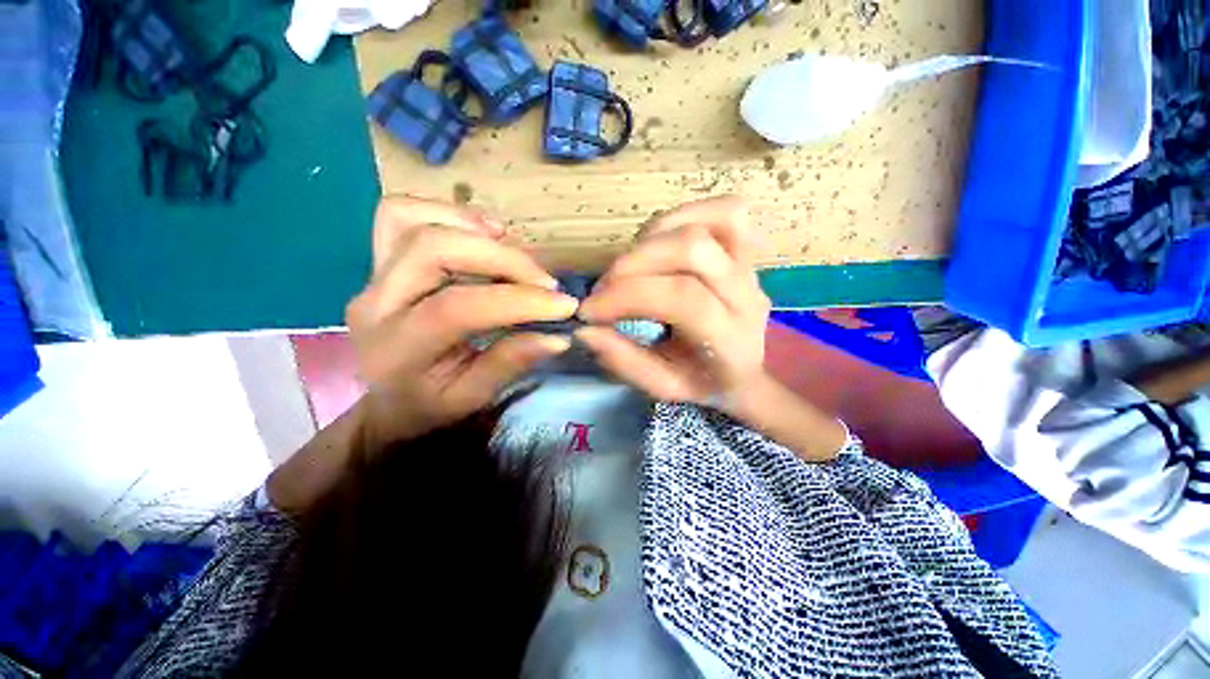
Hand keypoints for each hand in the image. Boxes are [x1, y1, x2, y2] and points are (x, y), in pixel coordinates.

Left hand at [346, 196, 578, 446]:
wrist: (384, 400)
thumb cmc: (428, 406)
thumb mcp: (471, 399)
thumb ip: (510, 364)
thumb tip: (557, 337)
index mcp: (398, 349)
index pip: (458, 308)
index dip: (518, 301)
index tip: (564, 305)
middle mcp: (376, 303)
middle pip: (433, 248)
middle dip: (503, 259)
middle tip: (545, 282)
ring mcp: (372, 275)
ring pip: (412, 220)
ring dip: (473, 229)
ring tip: (514, 253)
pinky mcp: (379, 260)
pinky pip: (402, 215)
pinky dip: (449, 214)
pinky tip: (484, 234)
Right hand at [574, 196, 770, 413]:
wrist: (745, 373)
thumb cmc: (703, 383)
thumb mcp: (664, 388)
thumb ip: (625, 362)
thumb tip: (585, 330)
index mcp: (730, 339)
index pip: (682, 299)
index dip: (627, 296)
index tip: (589, 312)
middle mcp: (746, 294)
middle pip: (692, 249)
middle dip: (633, 264)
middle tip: (604, 289)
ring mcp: (750, 265)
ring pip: (705, 224)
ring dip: (650, 240)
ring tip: (627, 269)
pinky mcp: (746, 247)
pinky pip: (724, 211)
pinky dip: (679, 218)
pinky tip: (655, 243)